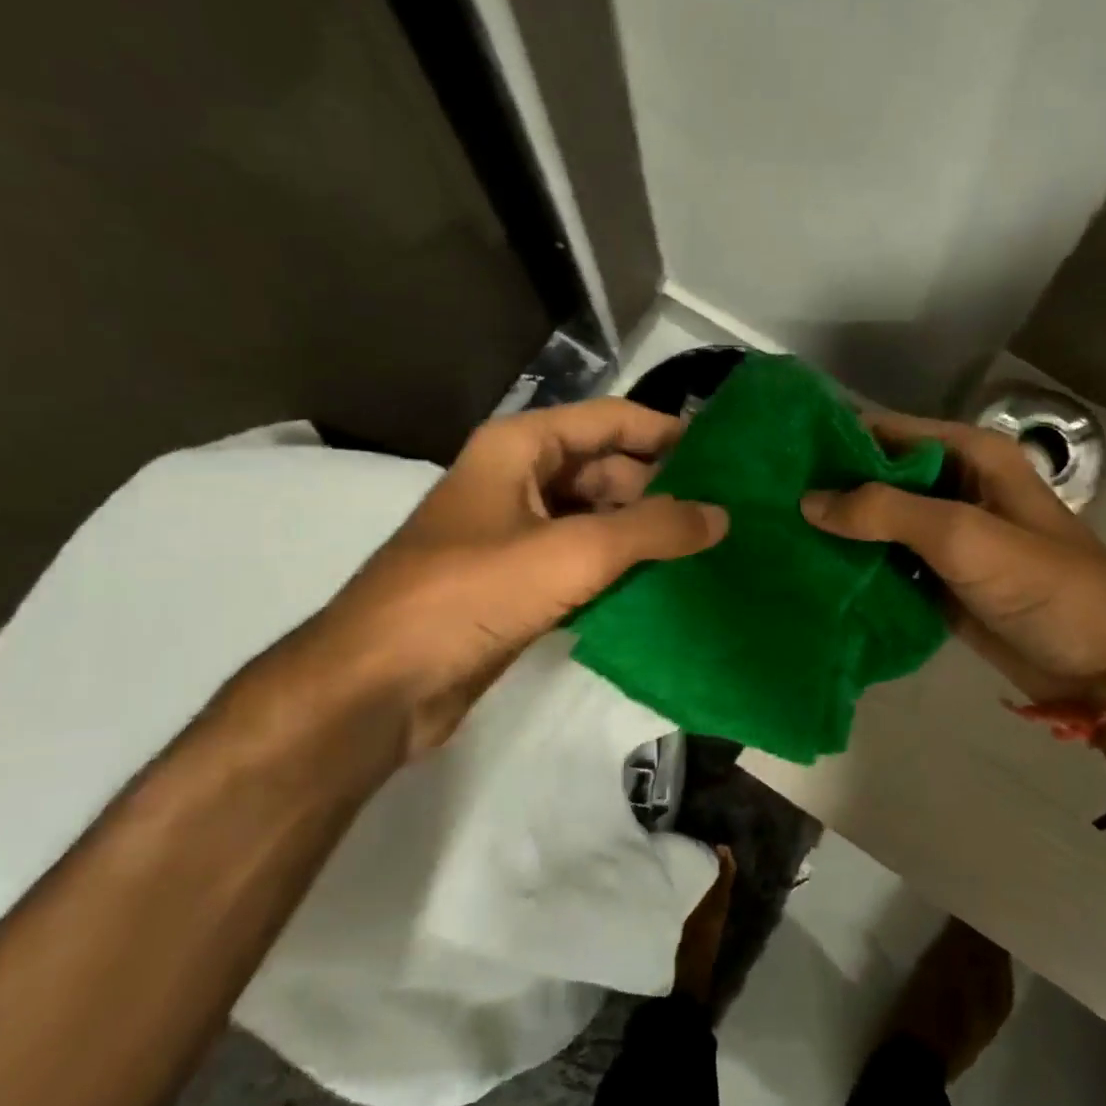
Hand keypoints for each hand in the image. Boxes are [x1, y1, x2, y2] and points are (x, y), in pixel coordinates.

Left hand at [308, 399, 727, 754]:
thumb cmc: (471, 595)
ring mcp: (515, 535)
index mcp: (519, 448)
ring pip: (595, 519)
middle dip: (661, 488)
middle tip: (724, 513)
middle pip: (604, 469)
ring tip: (707, 549)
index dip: (665, 432)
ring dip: (643, 533)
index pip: (609, 420)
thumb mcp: (572, 553)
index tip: (723, 455)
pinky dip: (619, 569)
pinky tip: (664, 586)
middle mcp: (517, 480)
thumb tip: (721, 514)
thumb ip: (653, 529)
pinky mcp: (517, 584)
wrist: (380, 684)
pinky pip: (582, 562)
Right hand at [800, 411, 1105, 707]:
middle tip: (763, 503)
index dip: (834, 441)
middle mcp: (954, 487)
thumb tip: (808, 500)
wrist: (1103, 667)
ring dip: (837, 531)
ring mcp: (945, 536)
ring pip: (877, 523)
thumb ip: (887, 512)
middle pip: (877, 478)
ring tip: (773, 536)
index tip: (776, 457)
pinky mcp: (938, 579)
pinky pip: (886, 564)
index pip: (886, 433)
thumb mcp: (966, 537)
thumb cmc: (1046, 587)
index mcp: (970, 456)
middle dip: (828, 489)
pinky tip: (809, 574)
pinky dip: (855, 568)